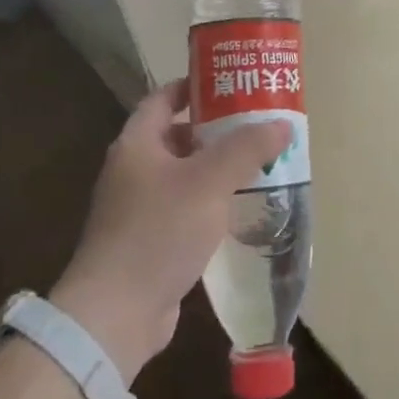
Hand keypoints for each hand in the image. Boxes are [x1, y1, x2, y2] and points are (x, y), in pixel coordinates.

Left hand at [52, 80, 289, 379]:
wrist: (116, 314)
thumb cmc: (158, 232)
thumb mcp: (209, 181)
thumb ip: (246, 149)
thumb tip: (282, 124)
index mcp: (137, 144)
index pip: (163, 98)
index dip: (195, 87)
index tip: (231, 85)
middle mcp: (133, 170)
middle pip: (177, 136)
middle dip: (216, 130)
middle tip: (257, 125)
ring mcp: (138, 208)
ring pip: (184, 175)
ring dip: (216, 169)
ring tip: (258, 163)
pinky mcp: (149, 241)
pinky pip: (185, 209)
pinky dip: (210, 203)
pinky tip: (239, 208)